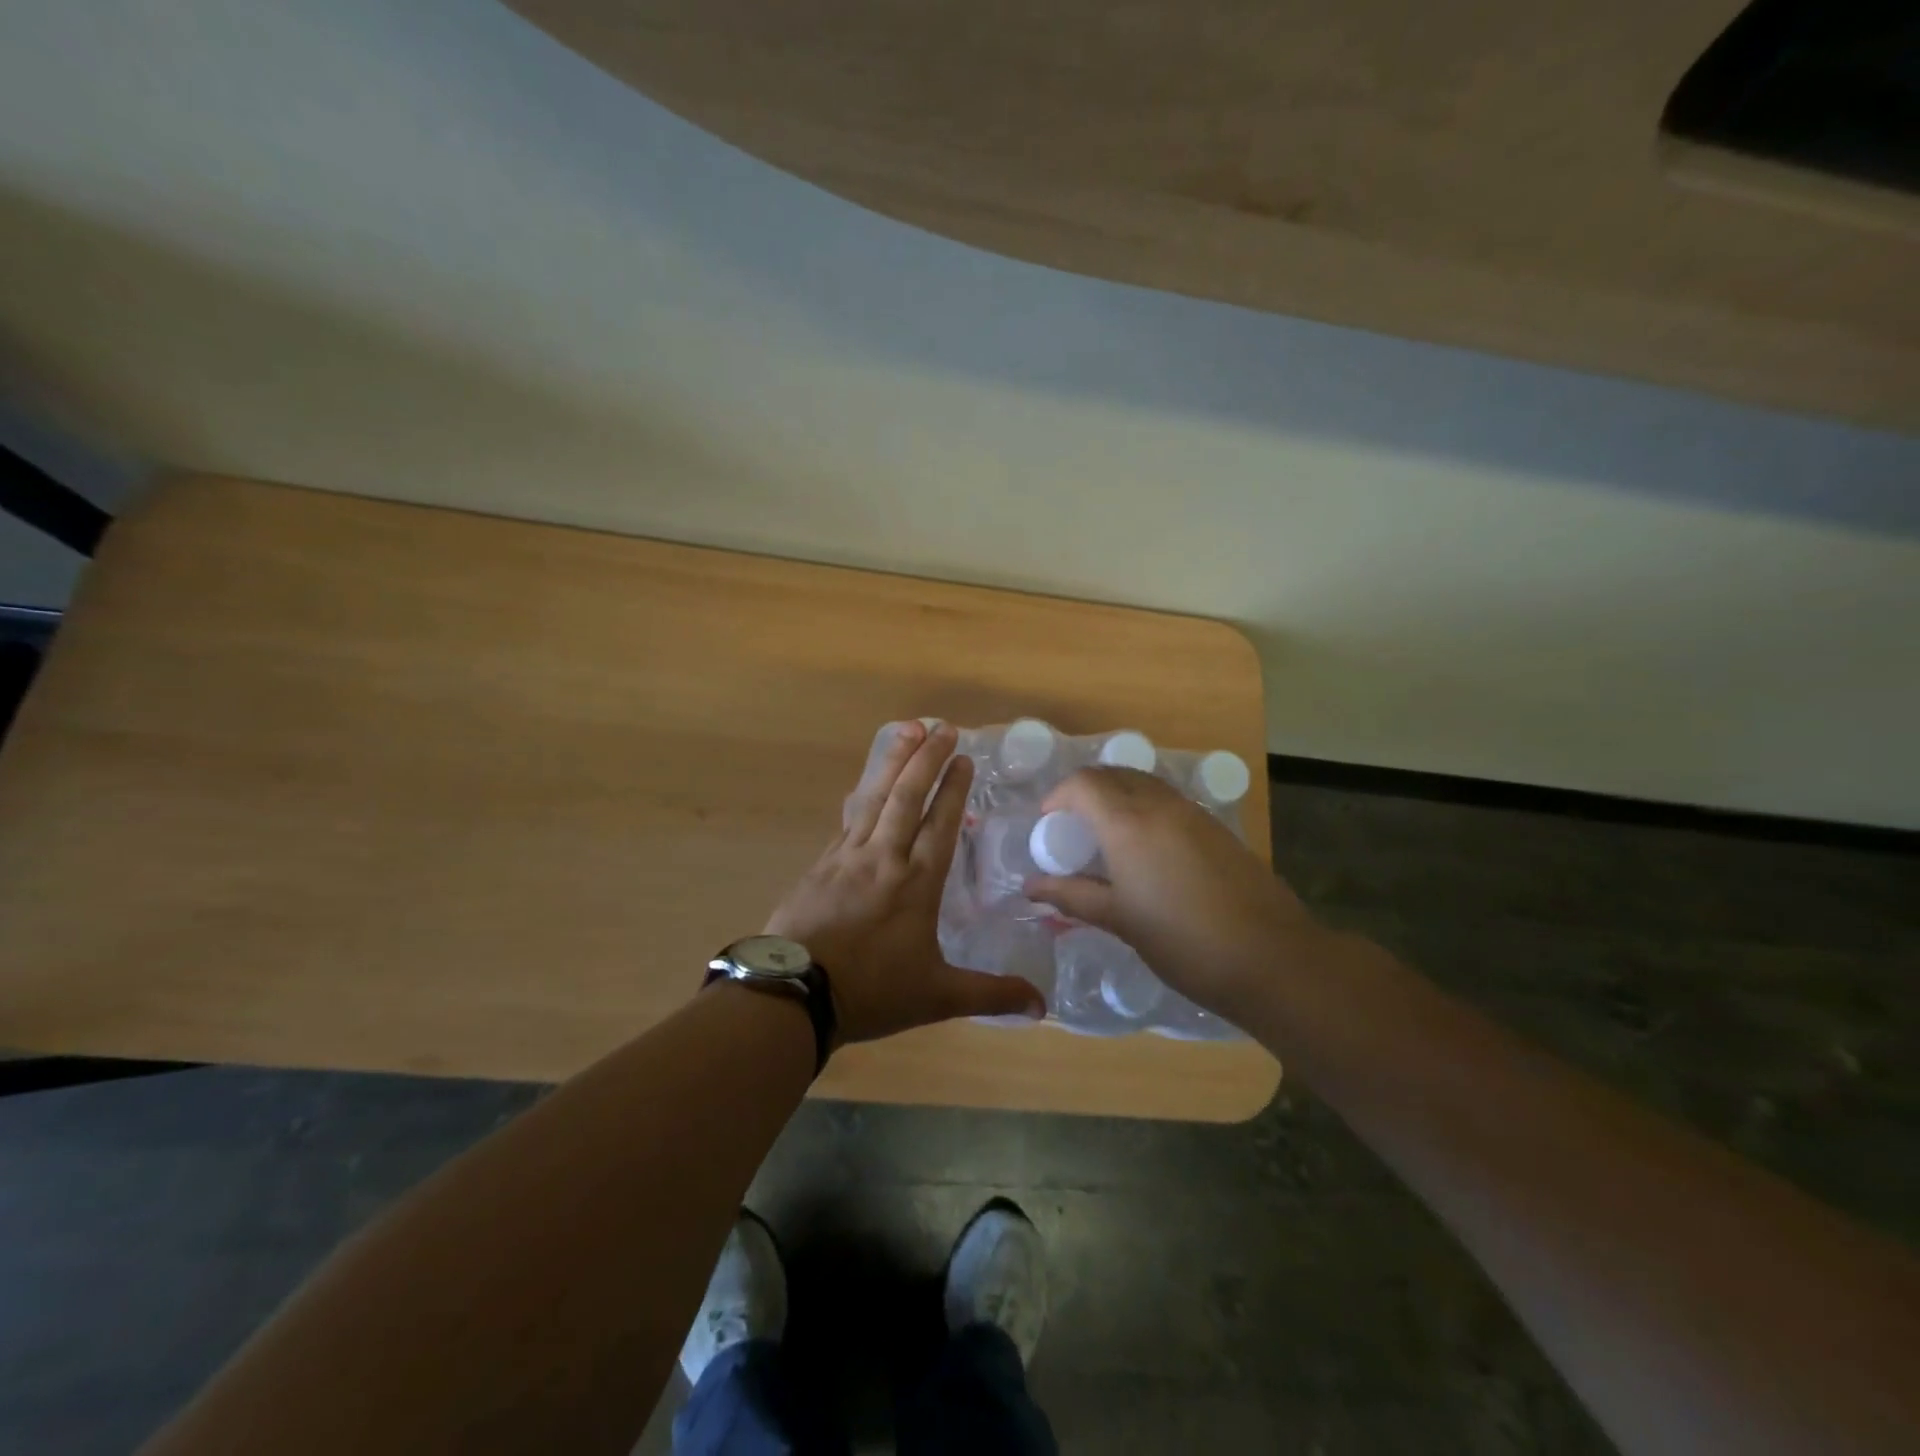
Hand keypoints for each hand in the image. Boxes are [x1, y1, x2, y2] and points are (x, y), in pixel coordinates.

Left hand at [764, 721, 1045, 1042]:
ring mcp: (847, 857)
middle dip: (926, 758)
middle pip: (907, 797)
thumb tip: (1043, 1007)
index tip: (964, 757)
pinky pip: (848, 819)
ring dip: (893, 762)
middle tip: (941, 726)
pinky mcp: (820, 865)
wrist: (794, 994)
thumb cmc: (871, 992)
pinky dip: (862, 795)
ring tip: (906, 730)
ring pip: (874, 798)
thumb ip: (991, 995)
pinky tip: (865, 786)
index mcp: (917, 883)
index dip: (954, 788)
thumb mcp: (937, 996)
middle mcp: (884, 858)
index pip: (940, 823)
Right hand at [1024, 768, 1327, 1021]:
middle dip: (1086, 790)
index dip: (1058, 795)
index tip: (1047, 823)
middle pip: (1114, 774)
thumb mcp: (1121, 920)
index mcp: (1128, 823)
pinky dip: (1146, 808)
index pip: (1083, 784)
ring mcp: (1194, 813)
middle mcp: (1160, 805)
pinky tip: (1147, 850)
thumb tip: (1031, 887)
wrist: (1272, 957)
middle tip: (1072, 825)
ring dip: (1118, 796)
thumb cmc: (1183, 941)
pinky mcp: (1217, 828)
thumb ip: (1073, 896)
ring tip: (1106, 836)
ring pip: (1145, 784)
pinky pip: (1169, 801)